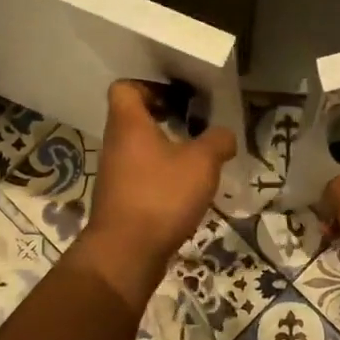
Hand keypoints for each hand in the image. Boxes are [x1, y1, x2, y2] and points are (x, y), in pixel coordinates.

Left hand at [84, 80, 236, 274]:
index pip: (125, 88)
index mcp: (128, 124)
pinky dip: (162, 178)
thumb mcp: (201, 163)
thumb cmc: (161, 196)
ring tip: (197, 160)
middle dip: (165, 120)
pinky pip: (141, 177)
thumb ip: (217, 141)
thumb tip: (225, 135)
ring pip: (139, 150)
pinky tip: (186, 191)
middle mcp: (115, 145)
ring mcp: (115, 175)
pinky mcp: (120, 201)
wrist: (127, 252)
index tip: (179, 99)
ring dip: (166, 151)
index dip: (150, 86)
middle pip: (134, 119)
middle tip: (196, 126)